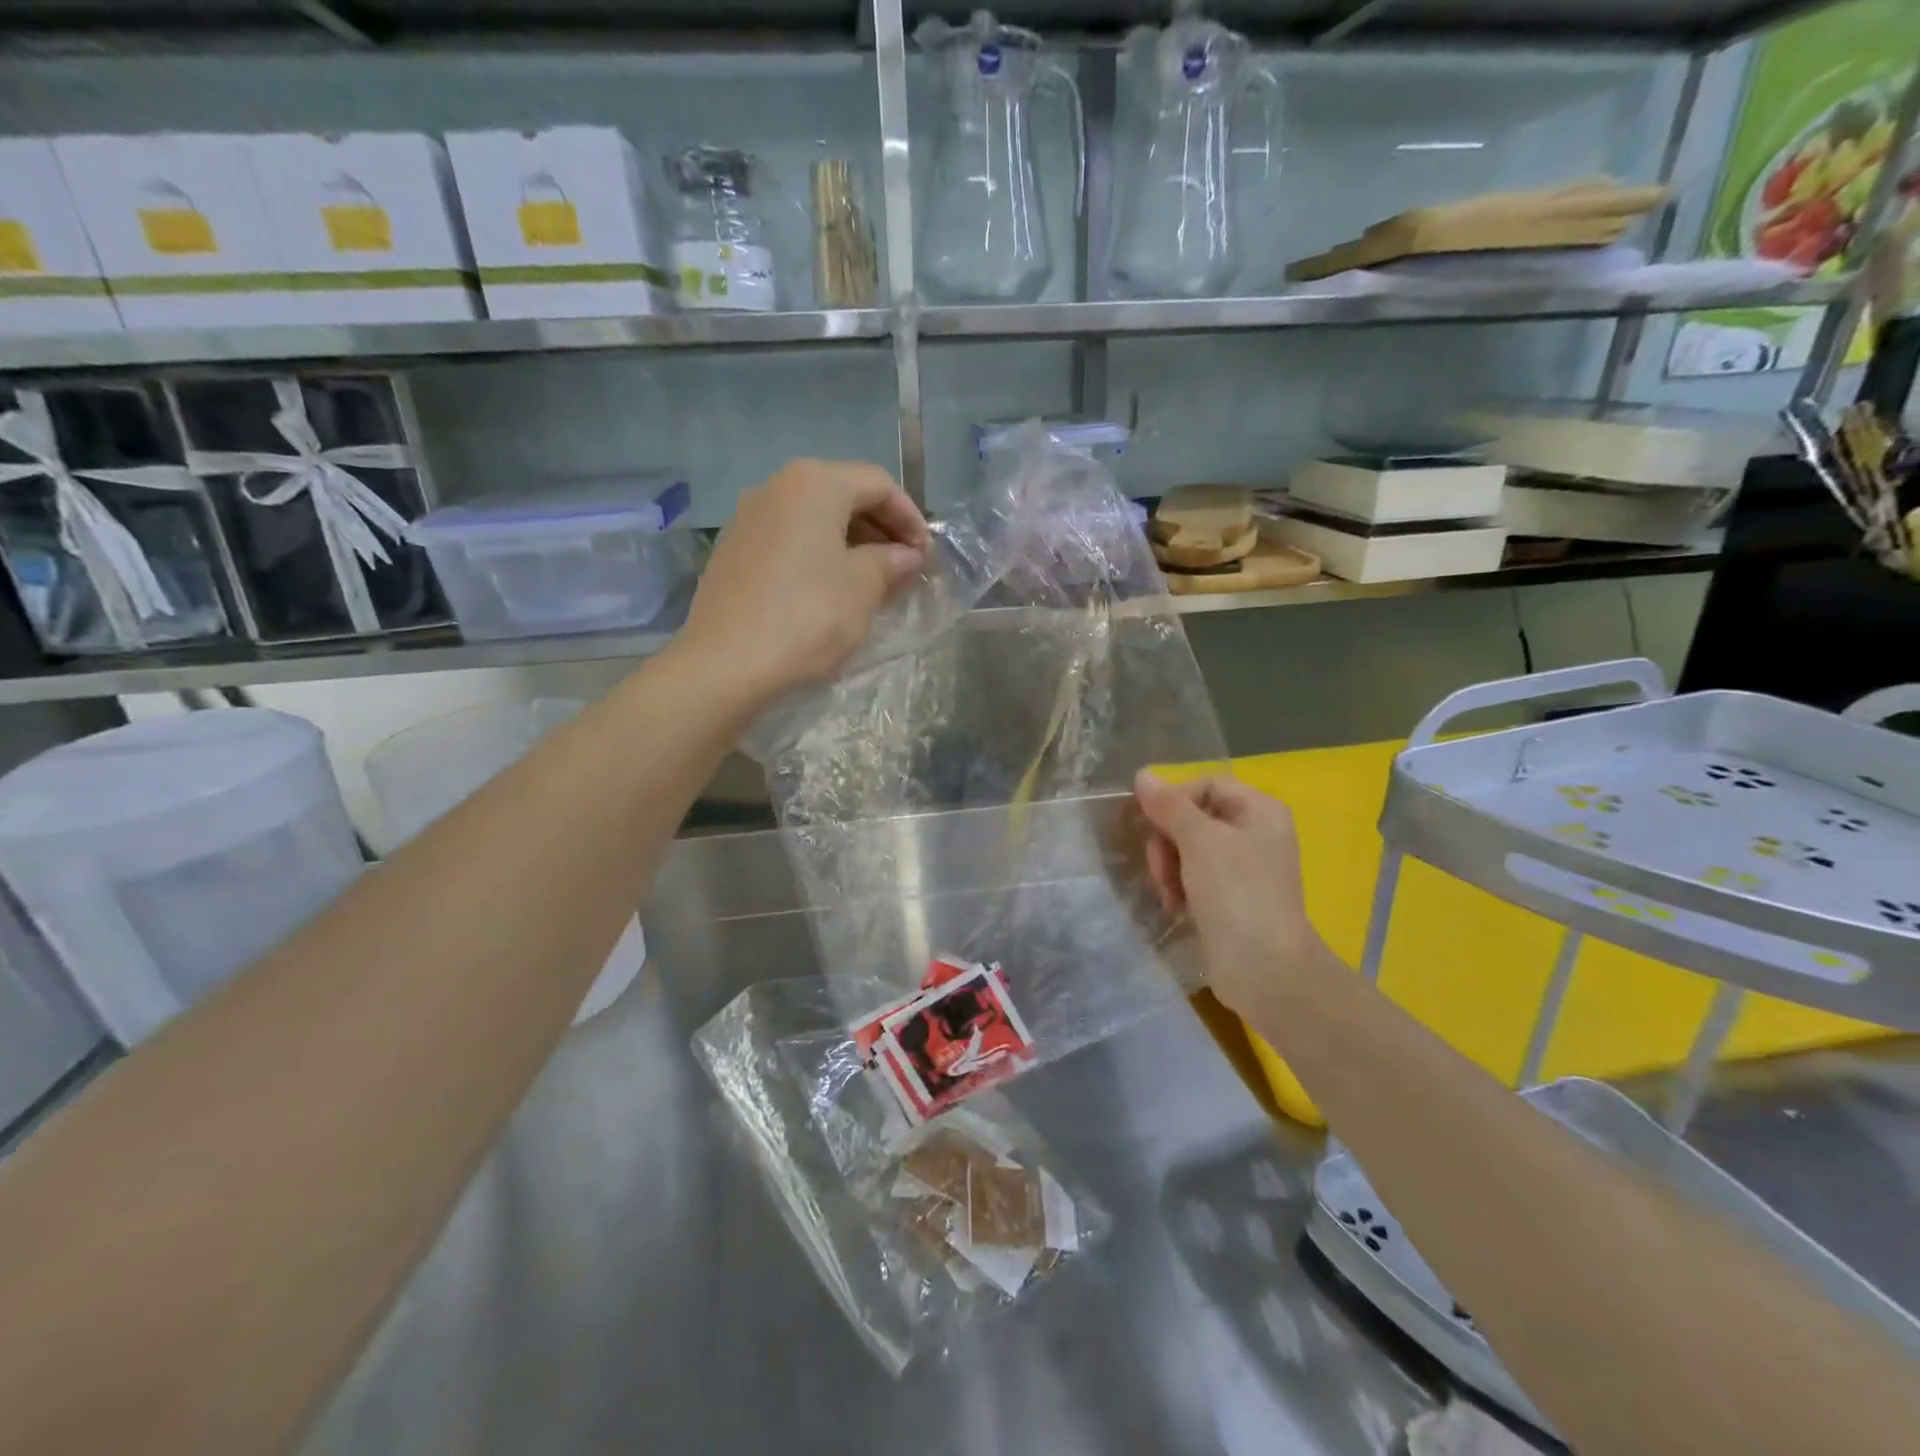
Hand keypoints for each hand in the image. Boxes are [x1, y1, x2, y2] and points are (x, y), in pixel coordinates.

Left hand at [678, 459, 928, 704]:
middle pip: (843, 495)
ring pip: (815, 519)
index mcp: (814, 483)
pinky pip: (789, 540)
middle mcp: (777, 487)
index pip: (878, 484)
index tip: (927, 555)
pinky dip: (819, 556)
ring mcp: (749, 517)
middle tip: (905, 568)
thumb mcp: (862, 588)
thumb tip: (906, 555)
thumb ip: (890, 562)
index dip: (910, 517)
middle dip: (881, 529)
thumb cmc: (807, 616)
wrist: (726, 663)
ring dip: (851, 544)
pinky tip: (831, 591)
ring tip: (873, 582)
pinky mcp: (733, 551)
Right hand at [1134, 770, 1327, 1016]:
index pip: (1204, 786)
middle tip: (1160, 869)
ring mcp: (1244, 868)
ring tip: (1169, 894)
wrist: (1265, 970)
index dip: (1174, 801)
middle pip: (1193, 818)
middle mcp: (1255, 833)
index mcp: (1259, 810)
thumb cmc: (1236, 894)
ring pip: (1188, 850)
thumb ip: (1169, 806)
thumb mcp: (1199, 841)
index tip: (1152, 826)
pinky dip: (1180, 888)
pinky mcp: (1231, 898)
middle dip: (1168, 841)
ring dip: (1170, 868)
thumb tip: (1142, 775)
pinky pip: (1195, 877)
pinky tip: (1176, 906)